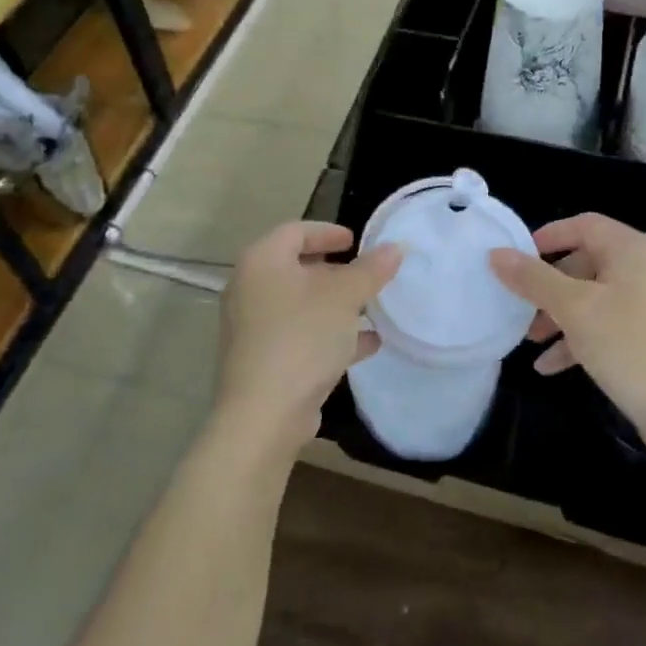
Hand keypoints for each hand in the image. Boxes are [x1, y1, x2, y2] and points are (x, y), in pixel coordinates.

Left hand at [216, 222, 402, 456]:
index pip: (295, 231)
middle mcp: (250, 289)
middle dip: (336, 272)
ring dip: (336, 305)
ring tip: (372, 309)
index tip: (356, 241)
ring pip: (300, 305)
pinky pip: (301, 336)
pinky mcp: (263, 360)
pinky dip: (330, 335)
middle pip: (296, 268)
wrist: (264, 414)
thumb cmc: (302, 337)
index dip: (328, 232)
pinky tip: (367, 344)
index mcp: (262, 262)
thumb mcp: (345, 297)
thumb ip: (371, 270)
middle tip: (366, 274)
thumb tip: (395, 248)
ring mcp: (253, 327)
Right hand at [488, 213, 645, 447]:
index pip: (584, 225)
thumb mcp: (573, 309)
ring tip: (531, 343)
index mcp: (632, 250)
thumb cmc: (629, 345)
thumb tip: (497, 254)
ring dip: (560, 317)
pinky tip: (552, 367)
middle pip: (587, 263)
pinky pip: (610, 325)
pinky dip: (581, 338)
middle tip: (521, 308)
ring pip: (596, 298)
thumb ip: (533, 279)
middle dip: (549, 287)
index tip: (517, 258)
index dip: (548, 237)